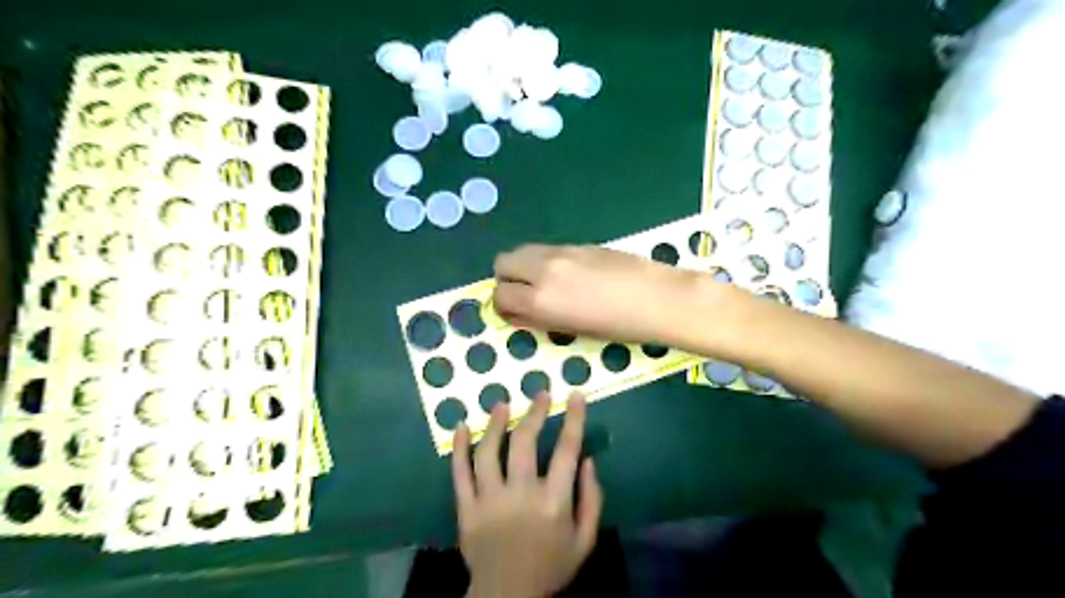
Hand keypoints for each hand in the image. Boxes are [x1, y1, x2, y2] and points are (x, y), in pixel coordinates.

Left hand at [453, 393, 602, 597]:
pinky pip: (459, 473)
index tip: (575, 395)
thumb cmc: (550, 567)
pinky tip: (461, 426)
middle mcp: (521, 495)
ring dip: (496, 423)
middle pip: (525, 442)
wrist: (507, 597)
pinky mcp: (466, 509)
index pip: (567, 450)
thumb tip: (588, 460)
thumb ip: (592, 500)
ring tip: (502, 404)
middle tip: (540, 394)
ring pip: (489, 451)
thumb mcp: (585, 541)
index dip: (573, 419)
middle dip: (535, 412)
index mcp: (553, 502)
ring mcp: (489, 500)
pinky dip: (459, 448)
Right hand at [489, 243, 701, 345]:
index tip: (515, 313)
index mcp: (541, 298)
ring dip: (524, 266)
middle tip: (524, 295)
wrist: (658, 298)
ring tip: (545, 284)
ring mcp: (561, 252)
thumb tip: (519, 313)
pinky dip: (545, 261)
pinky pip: (548, 249)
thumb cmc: (619, 326)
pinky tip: (569, 276)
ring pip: (523, 250)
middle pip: (503, 262)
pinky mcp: (579, 243)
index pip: (500, 294)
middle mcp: (543, 269)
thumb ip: (539, 319)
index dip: (503, 306)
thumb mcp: (573, 330)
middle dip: (507, 279)